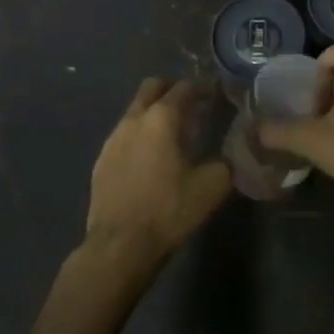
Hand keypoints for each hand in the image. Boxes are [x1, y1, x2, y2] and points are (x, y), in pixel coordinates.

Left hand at [84, 78, 232, 270]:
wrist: (119, 246)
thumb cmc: (168, 211)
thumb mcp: (212, 187)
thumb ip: (226, 161)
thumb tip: (232, 152)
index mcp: (162, 118)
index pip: (184, 87)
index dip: (202, 87)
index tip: (215, 94)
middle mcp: (134, 118)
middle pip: (152, 86)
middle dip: (172, 89)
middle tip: (191, 106)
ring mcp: (113, 138)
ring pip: (135, 110)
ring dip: (153, 112)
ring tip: (171, 135)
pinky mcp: (101, 159)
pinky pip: (123, 134)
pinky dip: (139, 136)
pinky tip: (149, 159)